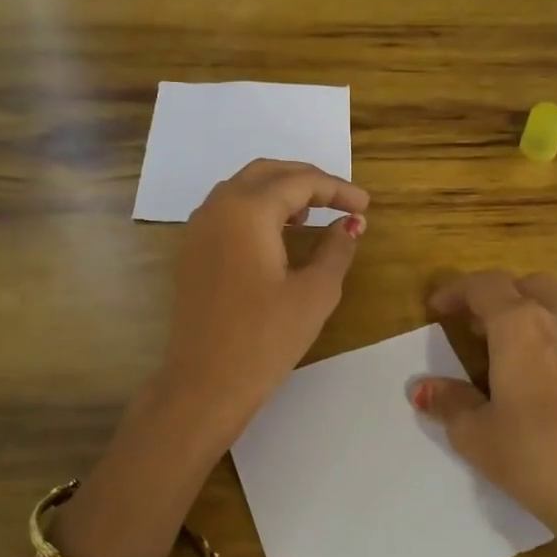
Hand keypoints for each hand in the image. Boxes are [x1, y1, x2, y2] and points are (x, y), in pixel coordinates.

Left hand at [154, 159, 369, 443]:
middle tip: (340, 201)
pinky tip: (277, 236)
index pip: (299, 182)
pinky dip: (256, 210)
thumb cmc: (265, 339)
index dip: (337, 190)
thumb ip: (337, 249)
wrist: (204, 383)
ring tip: (311, 216)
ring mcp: (197, 229)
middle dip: (306, 180)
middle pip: (266, 173)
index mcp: (248, 211)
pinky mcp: (191, 251)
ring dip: (279, 192)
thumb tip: (351, 224)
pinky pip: (226, 211)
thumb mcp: (315, 293)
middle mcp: (217, 207)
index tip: (365, 205)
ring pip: (242, 189)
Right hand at [412, 270, 556, 549]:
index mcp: (522, 327)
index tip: (437, 309)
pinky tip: (549, 376)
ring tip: (512, 350)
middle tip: (476, 328)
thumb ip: (449, 402)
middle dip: (498, 296)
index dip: (456, 291)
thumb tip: (423, 388)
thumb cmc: (534, 458)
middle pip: (528, 285)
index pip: (485, 286)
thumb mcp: (476, 434)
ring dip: (531, 313)